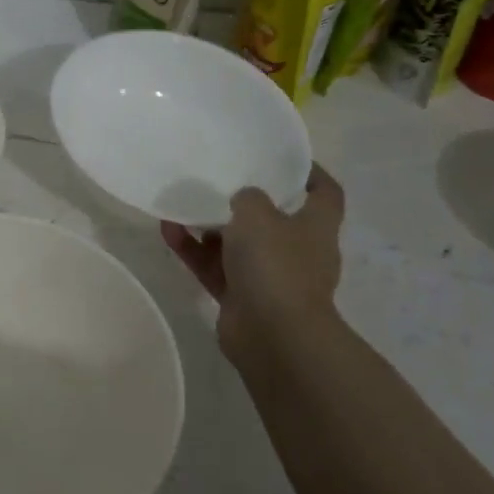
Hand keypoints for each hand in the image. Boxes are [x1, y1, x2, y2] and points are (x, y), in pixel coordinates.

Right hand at [161, 165, 345, 364]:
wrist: (273, 335)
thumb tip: (242, 201)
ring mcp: (269, 277)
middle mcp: (297, 251)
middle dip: (245, 202)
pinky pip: (214, 266)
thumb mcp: (257, 213)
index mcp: (316, 227)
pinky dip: (193, 250)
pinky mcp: (241, 297)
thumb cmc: (276, 264)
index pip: (325, 193)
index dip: (310, 172)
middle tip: (218, 180)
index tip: (283, 159)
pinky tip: (168, 231)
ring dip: (208, 226)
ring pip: (236, 244)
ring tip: (181, 205)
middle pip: (274, 219)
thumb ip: (247, 197)